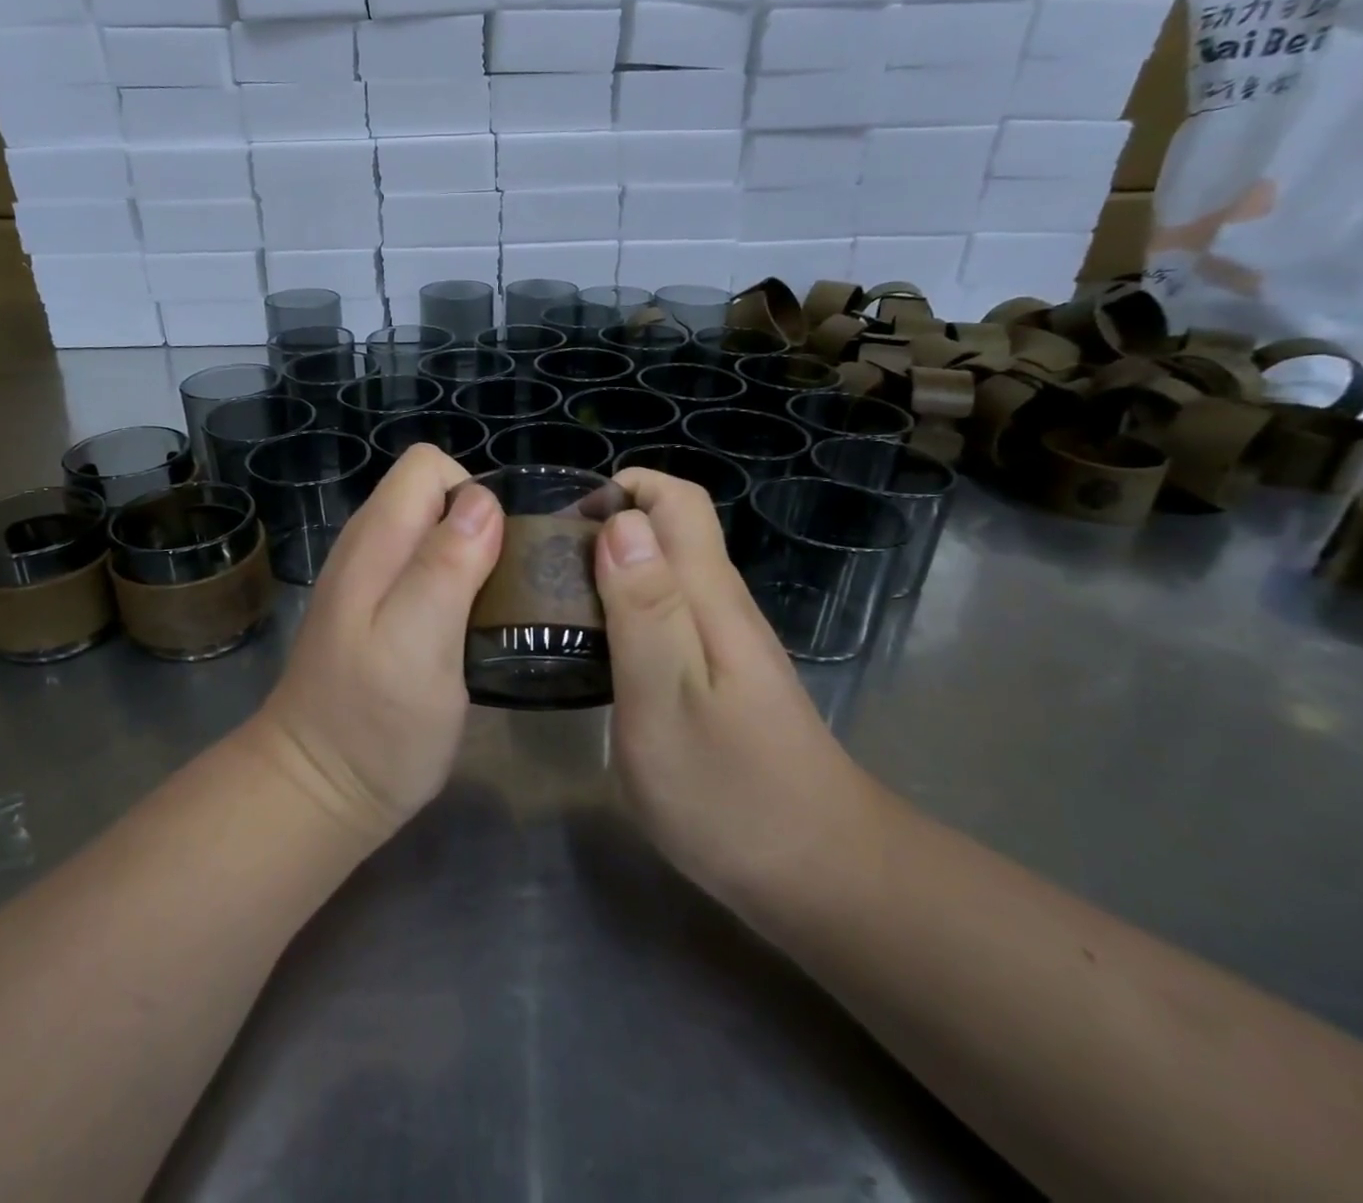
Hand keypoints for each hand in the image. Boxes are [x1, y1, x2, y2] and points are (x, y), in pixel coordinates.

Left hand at [251, 444, 502, 843]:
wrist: (319, 789)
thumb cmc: (374, 724)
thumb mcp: (418, 644)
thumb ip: (446, 567)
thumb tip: (482, 501)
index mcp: (376, 542)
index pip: (428, 467)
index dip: (473, 496)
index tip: (498, 555)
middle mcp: (368, 548)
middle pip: (433, 497)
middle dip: (480, 526)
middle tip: (505, 588)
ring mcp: (370, 582)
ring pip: (433, 535)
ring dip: (472, 558)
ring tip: (496, 610)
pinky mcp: (380, 614)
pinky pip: (427, 571)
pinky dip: (457, 585)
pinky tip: (469, 630)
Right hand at [593, 469, 875, 915]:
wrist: (819, 874)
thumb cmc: (728, 791)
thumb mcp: (665, 699)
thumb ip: (643, 609)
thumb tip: (621, 522)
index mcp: (708, 596)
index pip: (677, 500)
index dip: (623, 489)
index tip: (565, 524)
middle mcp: (720, 605)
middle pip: (668, 532)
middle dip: (604, 529)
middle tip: (543, 573)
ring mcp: (723, 642)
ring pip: (663, 574)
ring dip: (609, 572)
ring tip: (555, 609)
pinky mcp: (718, 676)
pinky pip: (666, 616)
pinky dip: (623, 612)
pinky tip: (595, 653)